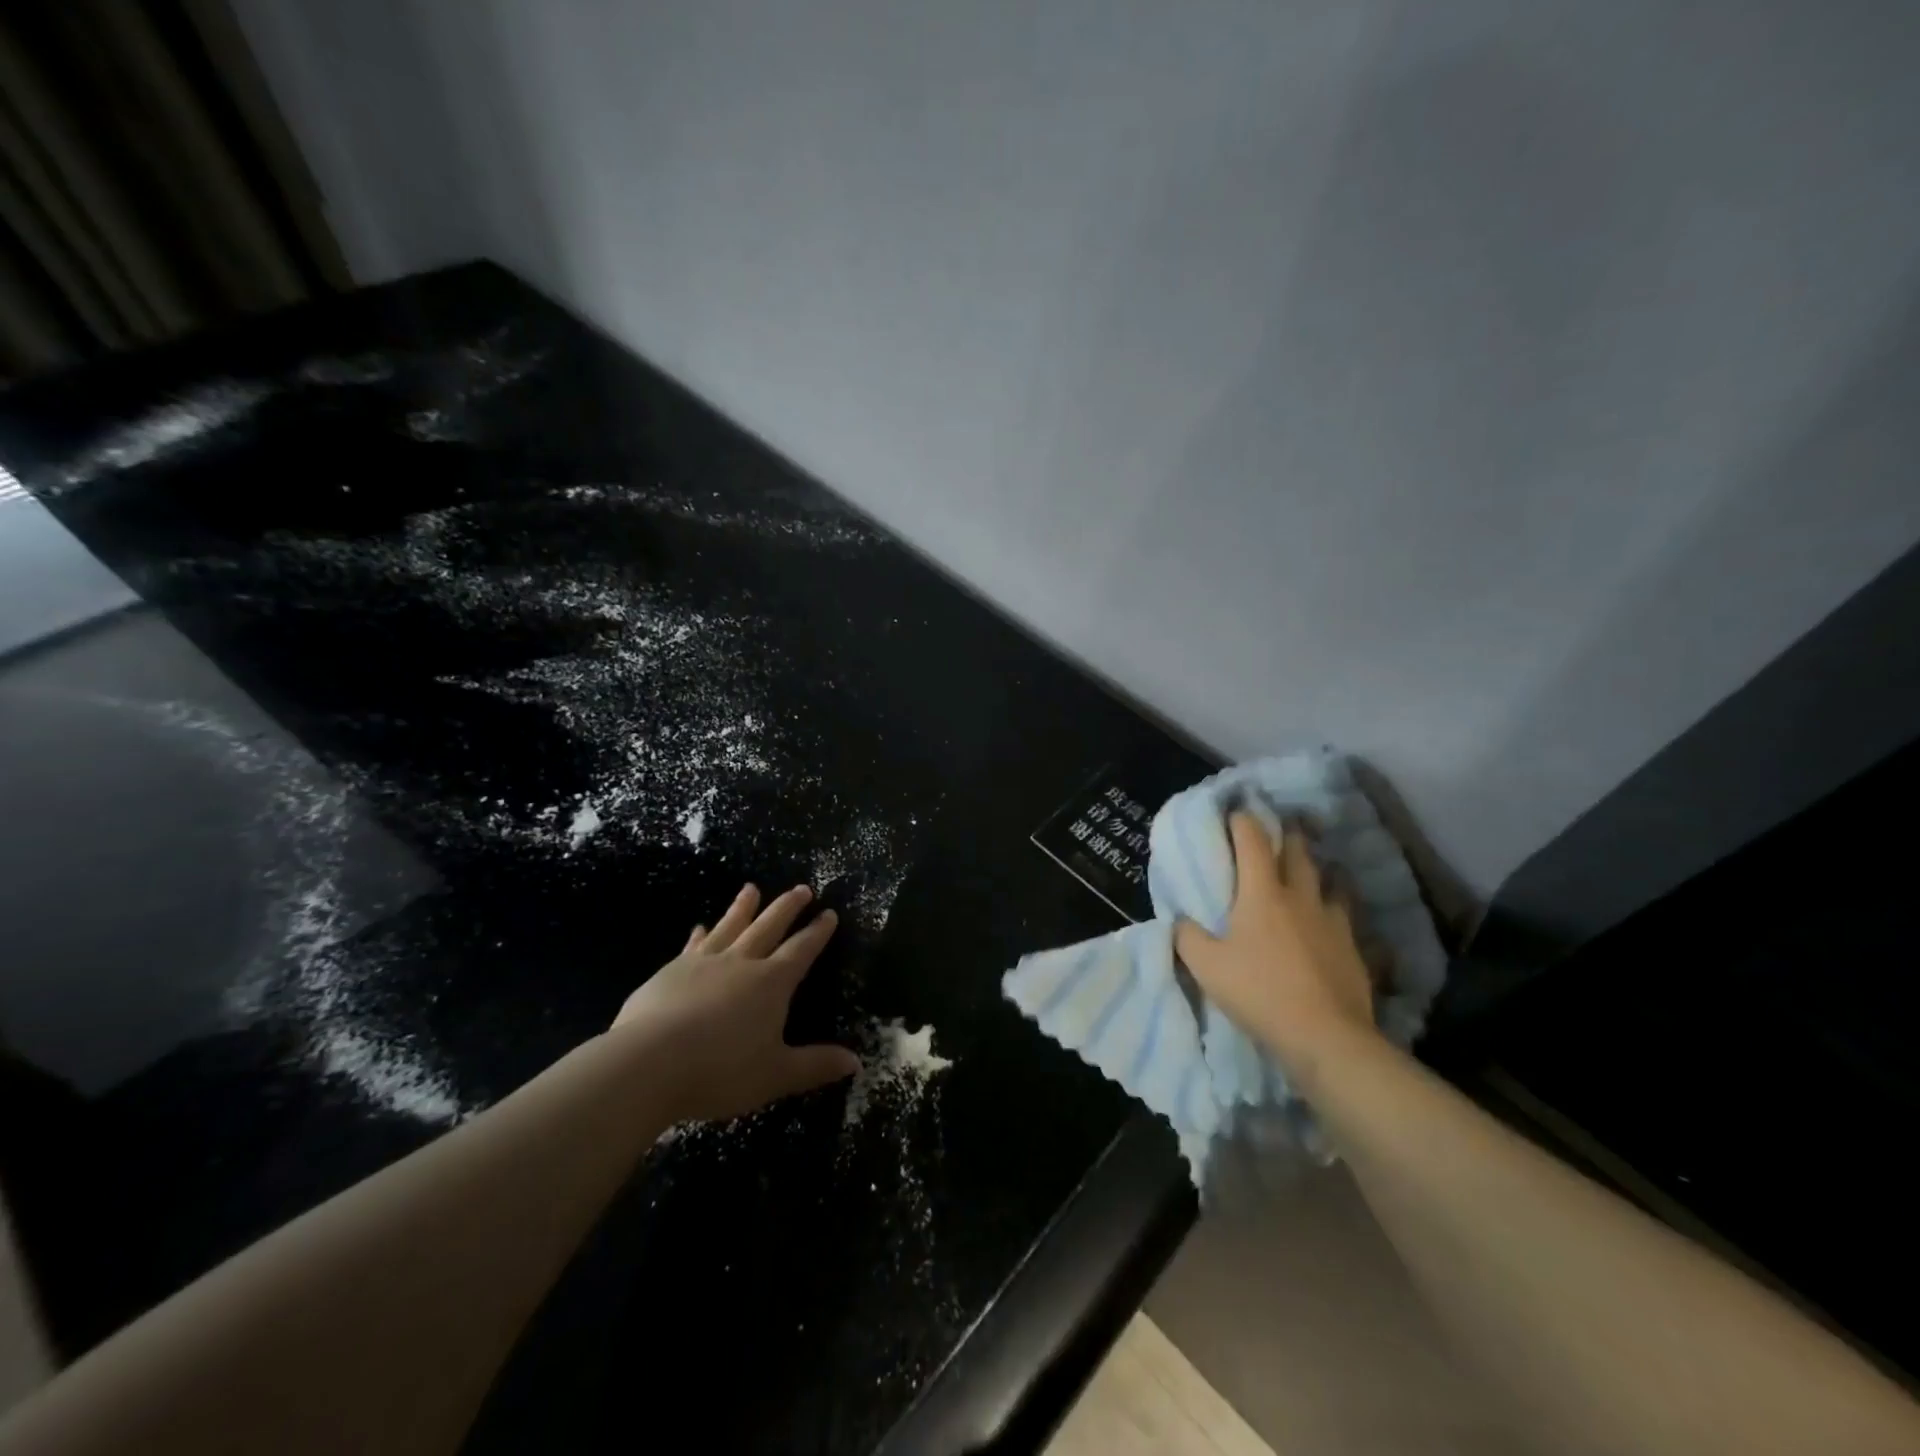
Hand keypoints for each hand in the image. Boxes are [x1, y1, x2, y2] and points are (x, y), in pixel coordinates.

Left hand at [610, 883, 859, 1122]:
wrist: (648, 1063)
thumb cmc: (720, 1070)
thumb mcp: (776, 1075)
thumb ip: (815, 1066)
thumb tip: (856, 1062)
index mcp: (771, 983)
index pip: (801, 950)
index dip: (817, 932)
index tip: (829, 913)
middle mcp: (741, 963)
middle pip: (769, 927)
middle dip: (787, 907)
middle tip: (801, 888)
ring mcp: (703, 963)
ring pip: (729, 926)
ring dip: (743, 907)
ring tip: (751, 888)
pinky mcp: (670, 972)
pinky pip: (692, 946)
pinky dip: (699, 935)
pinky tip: (699, 927)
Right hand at [1174, 813, 1377, 1066]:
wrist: (1326, 1037)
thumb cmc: (1260, 992)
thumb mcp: (1207, 967)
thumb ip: (1188, 938)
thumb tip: (1181, 921)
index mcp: (1262, 893)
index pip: (1253, 841)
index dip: (1243, 821)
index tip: (1236, 811)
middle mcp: (1301, 897)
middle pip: (1298, 852)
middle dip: (1287, 835)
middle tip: (1279, 828)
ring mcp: (1333, 921)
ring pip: (1328, 881)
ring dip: (1316, 870)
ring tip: (1308, 871)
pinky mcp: (1354, 949)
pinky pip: (1344, 916)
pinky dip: (1334, 909)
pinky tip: (1330, 921)